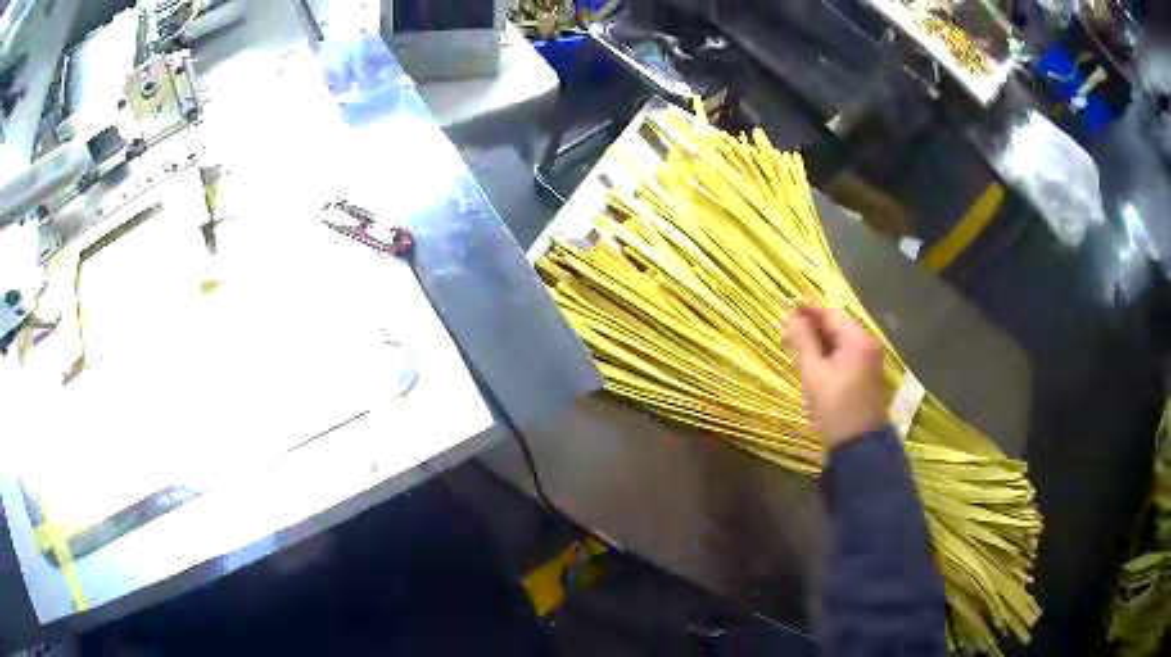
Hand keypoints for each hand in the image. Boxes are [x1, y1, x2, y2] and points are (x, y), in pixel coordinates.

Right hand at [783, 306, 885, 447]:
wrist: (858, 443)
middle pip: (836, 325)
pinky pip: (846, 353)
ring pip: (840, 340)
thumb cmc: (834, 405)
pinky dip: (829, 354)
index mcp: (857, 339)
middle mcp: (867, 343)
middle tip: (786, 334)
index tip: (784, 312)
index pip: (828, 314)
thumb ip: (802, 340)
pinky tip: (812, 362)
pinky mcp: (867, 373)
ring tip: (795, 348)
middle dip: (811, 327)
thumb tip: (790, 314)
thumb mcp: (813, 372)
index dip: (806, 311)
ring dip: (818, 341)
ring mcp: (870, 358)